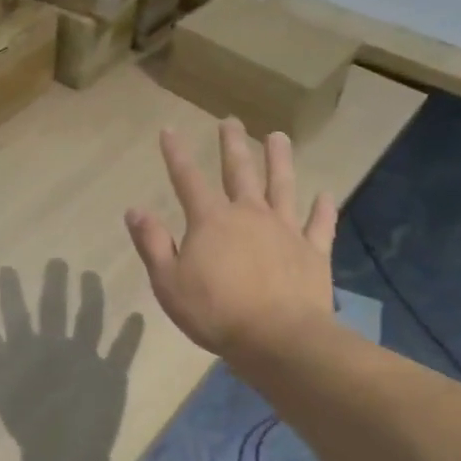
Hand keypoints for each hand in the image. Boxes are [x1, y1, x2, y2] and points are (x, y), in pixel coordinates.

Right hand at [124, 120, 337, 363]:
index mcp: (211, 221)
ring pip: (282, 186)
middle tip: (231, 121)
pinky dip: (323, 210)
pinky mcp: (312, 252)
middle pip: (239, 171)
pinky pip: (319, 225)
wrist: (278, 339)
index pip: (187, 179)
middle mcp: (249, 214)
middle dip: (232, 145)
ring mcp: (285, 230)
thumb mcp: (168, 281)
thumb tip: (135, 210)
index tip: (169, 130)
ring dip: (280, 160)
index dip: (175, 154)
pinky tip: (326, 195)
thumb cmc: (215, 312)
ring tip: (278, 136)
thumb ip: (152, 243)